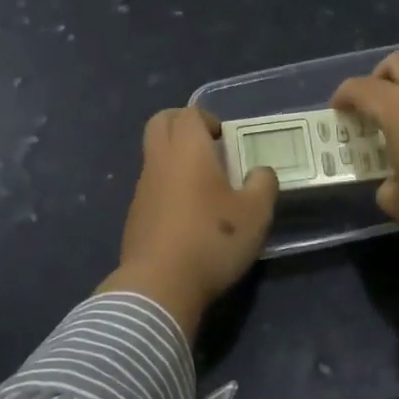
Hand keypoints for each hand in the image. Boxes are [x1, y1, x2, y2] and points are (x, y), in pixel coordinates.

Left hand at [97, 107, 277, 336]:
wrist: (160, 285)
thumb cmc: (212, 239)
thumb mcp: (255, 213)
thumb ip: (263, 184)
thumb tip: (260, 172)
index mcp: (187, 150)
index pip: (188, 114)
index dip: (208, 119)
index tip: (226, 138)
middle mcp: (159, 161)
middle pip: (160, 124)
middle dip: (182, 126)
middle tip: (208, 146)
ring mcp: (142, 190)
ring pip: (154, 157)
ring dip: (175, 159)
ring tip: (204, 185)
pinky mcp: (135, 217)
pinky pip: (151, 187)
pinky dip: (167, 188)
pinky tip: (188, 216)